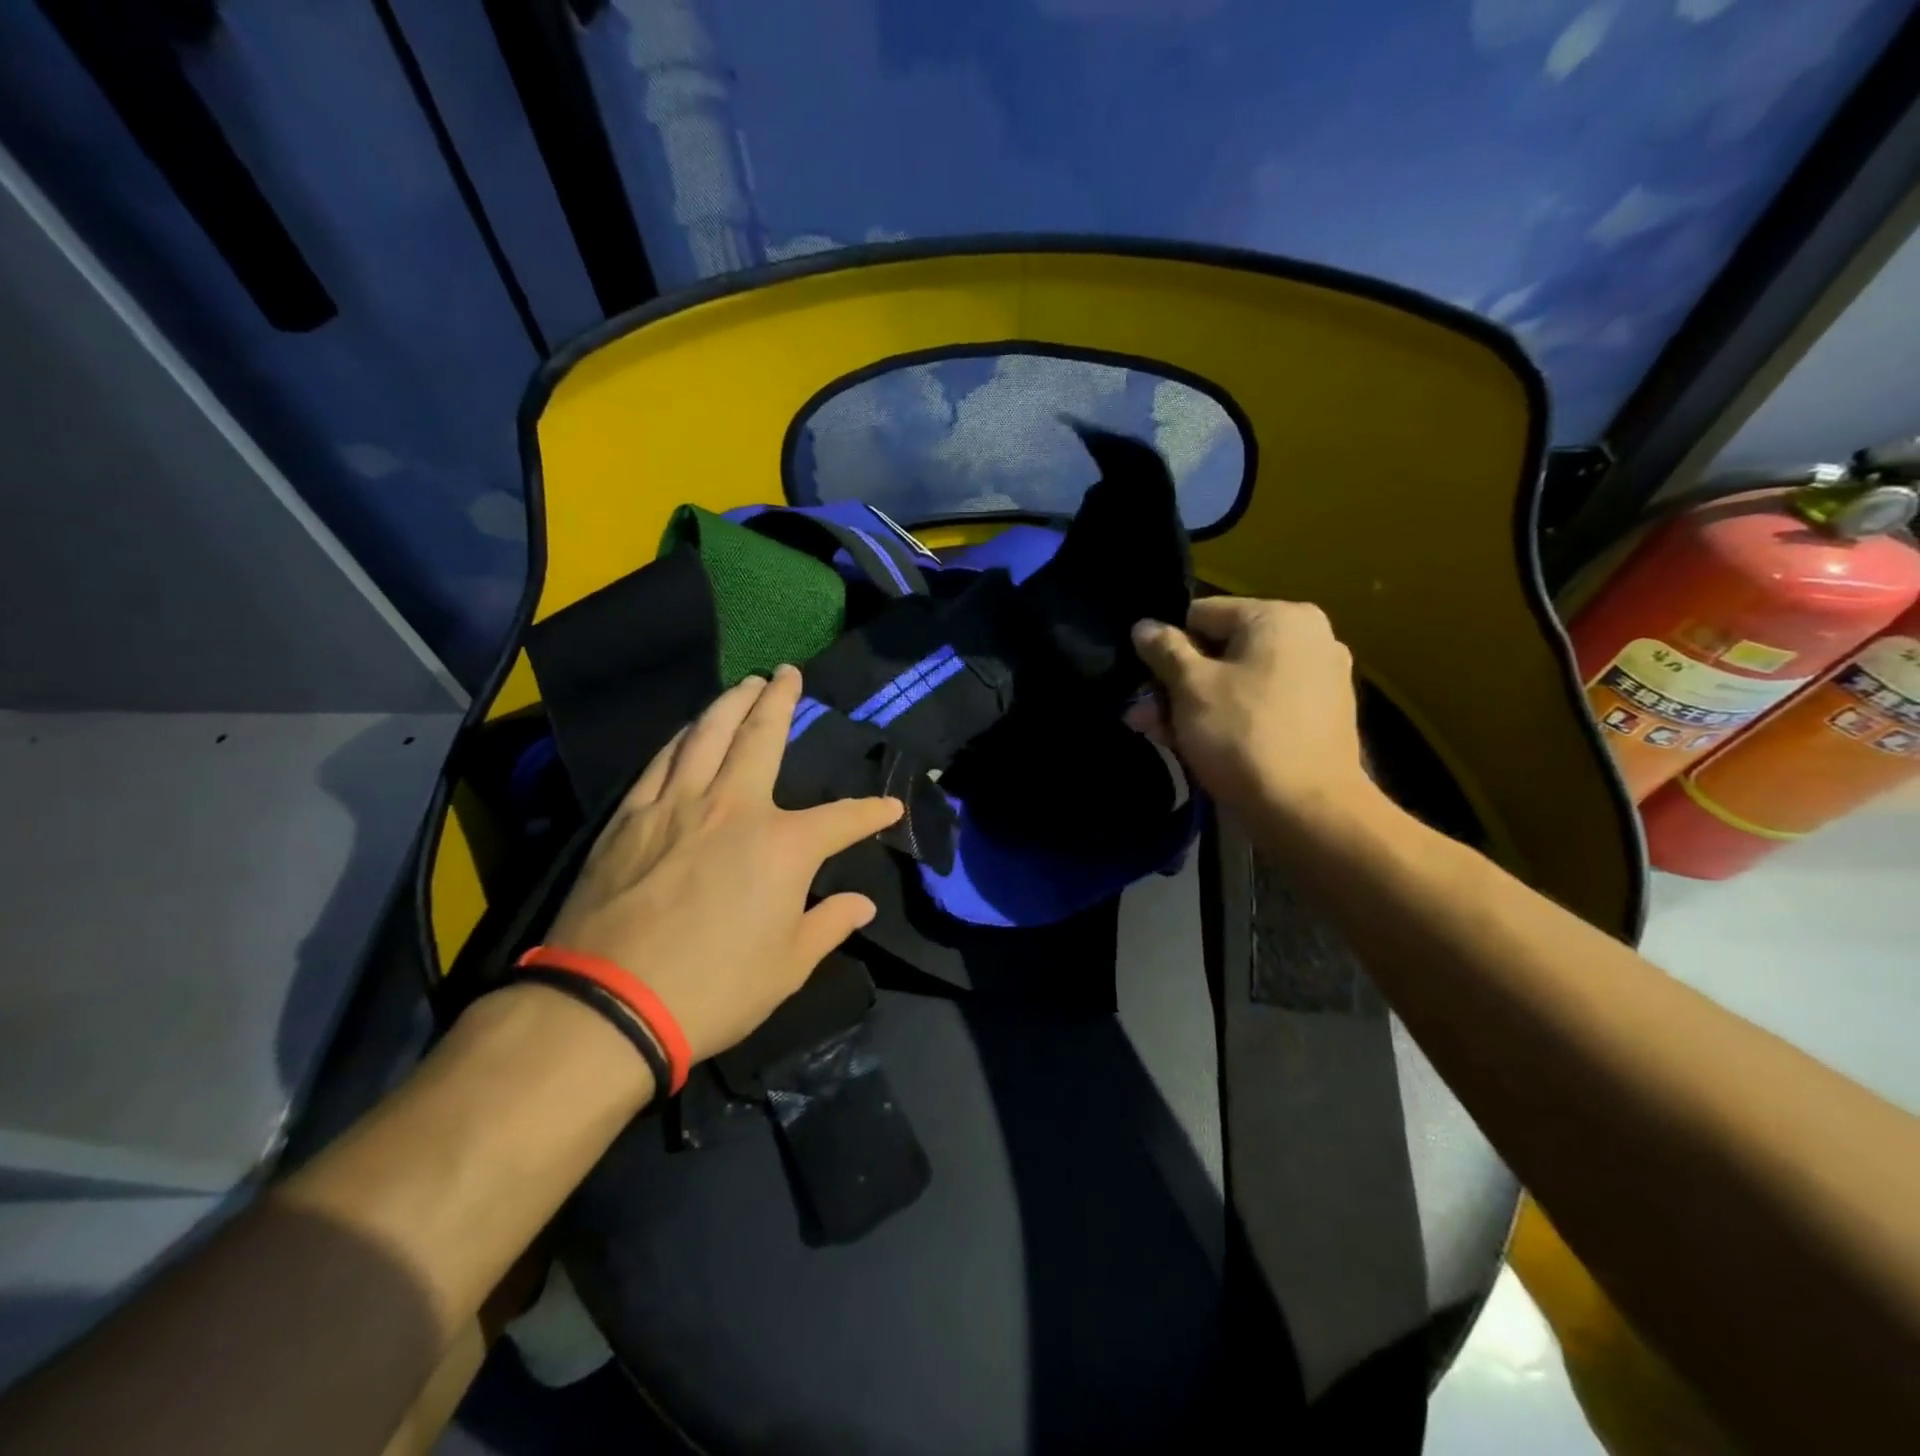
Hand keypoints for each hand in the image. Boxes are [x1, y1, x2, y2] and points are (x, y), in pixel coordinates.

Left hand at [543, 665, 902, 1063]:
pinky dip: (681, 738)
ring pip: (707, 734)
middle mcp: (734, 807)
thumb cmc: (714, 989)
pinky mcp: (631, 817)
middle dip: (781, 701)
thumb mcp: (788, 967)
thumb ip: (829, 926)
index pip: (842, 819)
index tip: (891, 807)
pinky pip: (661, 761)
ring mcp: (677, 805)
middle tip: (789, 673)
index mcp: (783, 845)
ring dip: (730, 703)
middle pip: (762, 737)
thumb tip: (862, 905)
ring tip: (745, 683)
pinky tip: (688, 729)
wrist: (608, 1004)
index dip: (871, 813)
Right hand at [1128, 597, 1376, 834]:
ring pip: (1238, 681)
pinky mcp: (1321, 716)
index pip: (1203, 615)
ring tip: (1161, 735)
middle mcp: (1309, 637)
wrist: (1307, 810)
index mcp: (1281, 617)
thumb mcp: (1190, 687)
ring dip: (1196, 705)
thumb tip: (1144, 626)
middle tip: (1145, 717)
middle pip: (1221, 651)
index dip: (1168, 647)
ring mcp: (1320, 678)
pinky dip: (1230, 718)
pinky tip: (1198, 745)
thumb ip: (1164, 650)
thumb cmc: (1242, 735)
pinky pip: (1262, 704)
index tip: (1149, 684)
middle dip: (1178, 684)